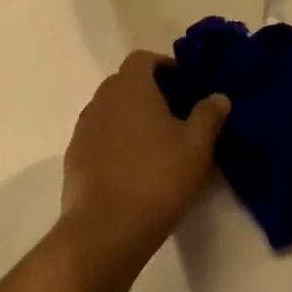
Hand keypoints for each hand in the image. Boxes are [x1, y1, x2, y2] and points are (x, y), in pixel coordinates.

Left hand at [56, 51, 229, 291]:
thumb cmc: (156, 178)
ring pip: (111, 112)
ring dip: (130, 121)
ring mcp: (82, 130)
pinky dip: (114, 146)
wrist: (104, 233)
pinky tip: (133, 173)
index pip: (143, 58)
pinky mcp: (73, 161)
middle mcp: (101, 99)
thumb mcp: (197, 146)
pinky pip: (98, 140)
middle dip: (149, 94)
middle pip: (125, 84)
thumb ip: (209, 115)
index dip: (164, 66)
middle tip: (175, 118)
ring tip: (155, 148)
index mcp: (130, 86)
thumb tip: (218, 97)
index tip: (183, 87)